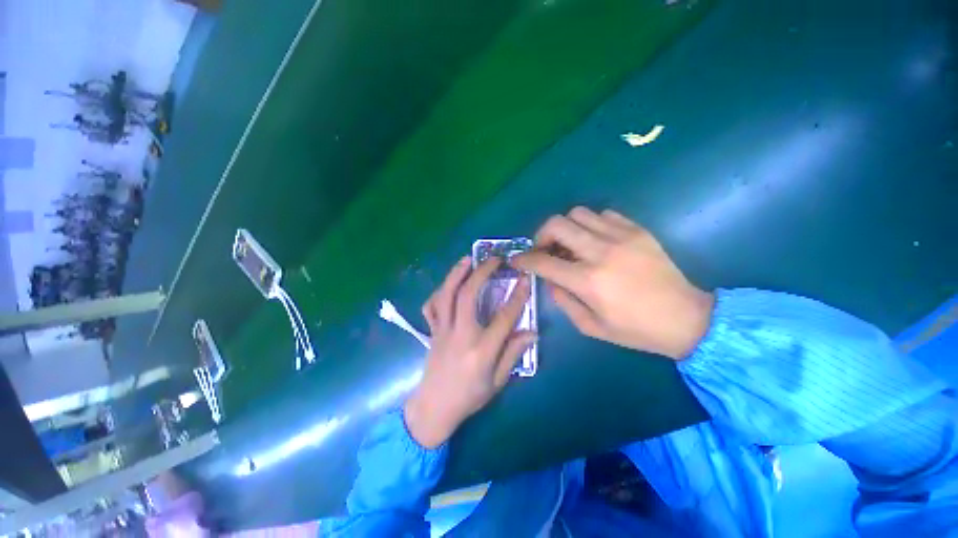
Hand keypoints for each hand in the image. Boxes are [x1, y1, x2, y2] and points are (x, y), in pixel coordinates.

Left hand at [404, 257, 536, 447]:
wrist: (434, 408)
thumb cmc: (470, 396)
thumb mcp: (498, 381)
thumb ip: (513, 354)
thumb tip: (531, 332)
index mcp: (481, 350)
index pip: (503, 318)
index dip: (517, 296)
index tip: (525, 278)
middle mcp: (460, 335)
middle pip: (468, 296)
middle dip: (481, 273)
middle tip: (494, 260)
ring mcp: (442, 331)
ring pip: (446, 295)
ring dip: (456, 274)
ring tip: (467, 259)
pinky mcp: (432, 331)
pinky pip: (431, 307)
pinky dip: (439, 292)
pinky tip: (448, 284)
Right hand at [511, 207, 712, 360]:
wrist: (686, 318)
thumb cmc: (635, 330)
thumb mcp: (590, 326)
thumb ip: (563, 300)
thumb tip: (550, 279)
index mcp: (588, 281)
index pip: (543, 262)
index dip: (524, 259)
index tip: (516, 259)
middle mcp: (601, 252)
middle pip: (557, 224)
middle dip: (541, 235)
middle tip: (544, 249)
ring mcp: (622, 237)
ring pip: (578, 213)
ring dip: (566, 228)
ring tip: (570, 244)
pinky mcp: (637, 231)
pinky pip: (603, 214)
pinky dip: (590, 225)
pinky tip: (595, 240)